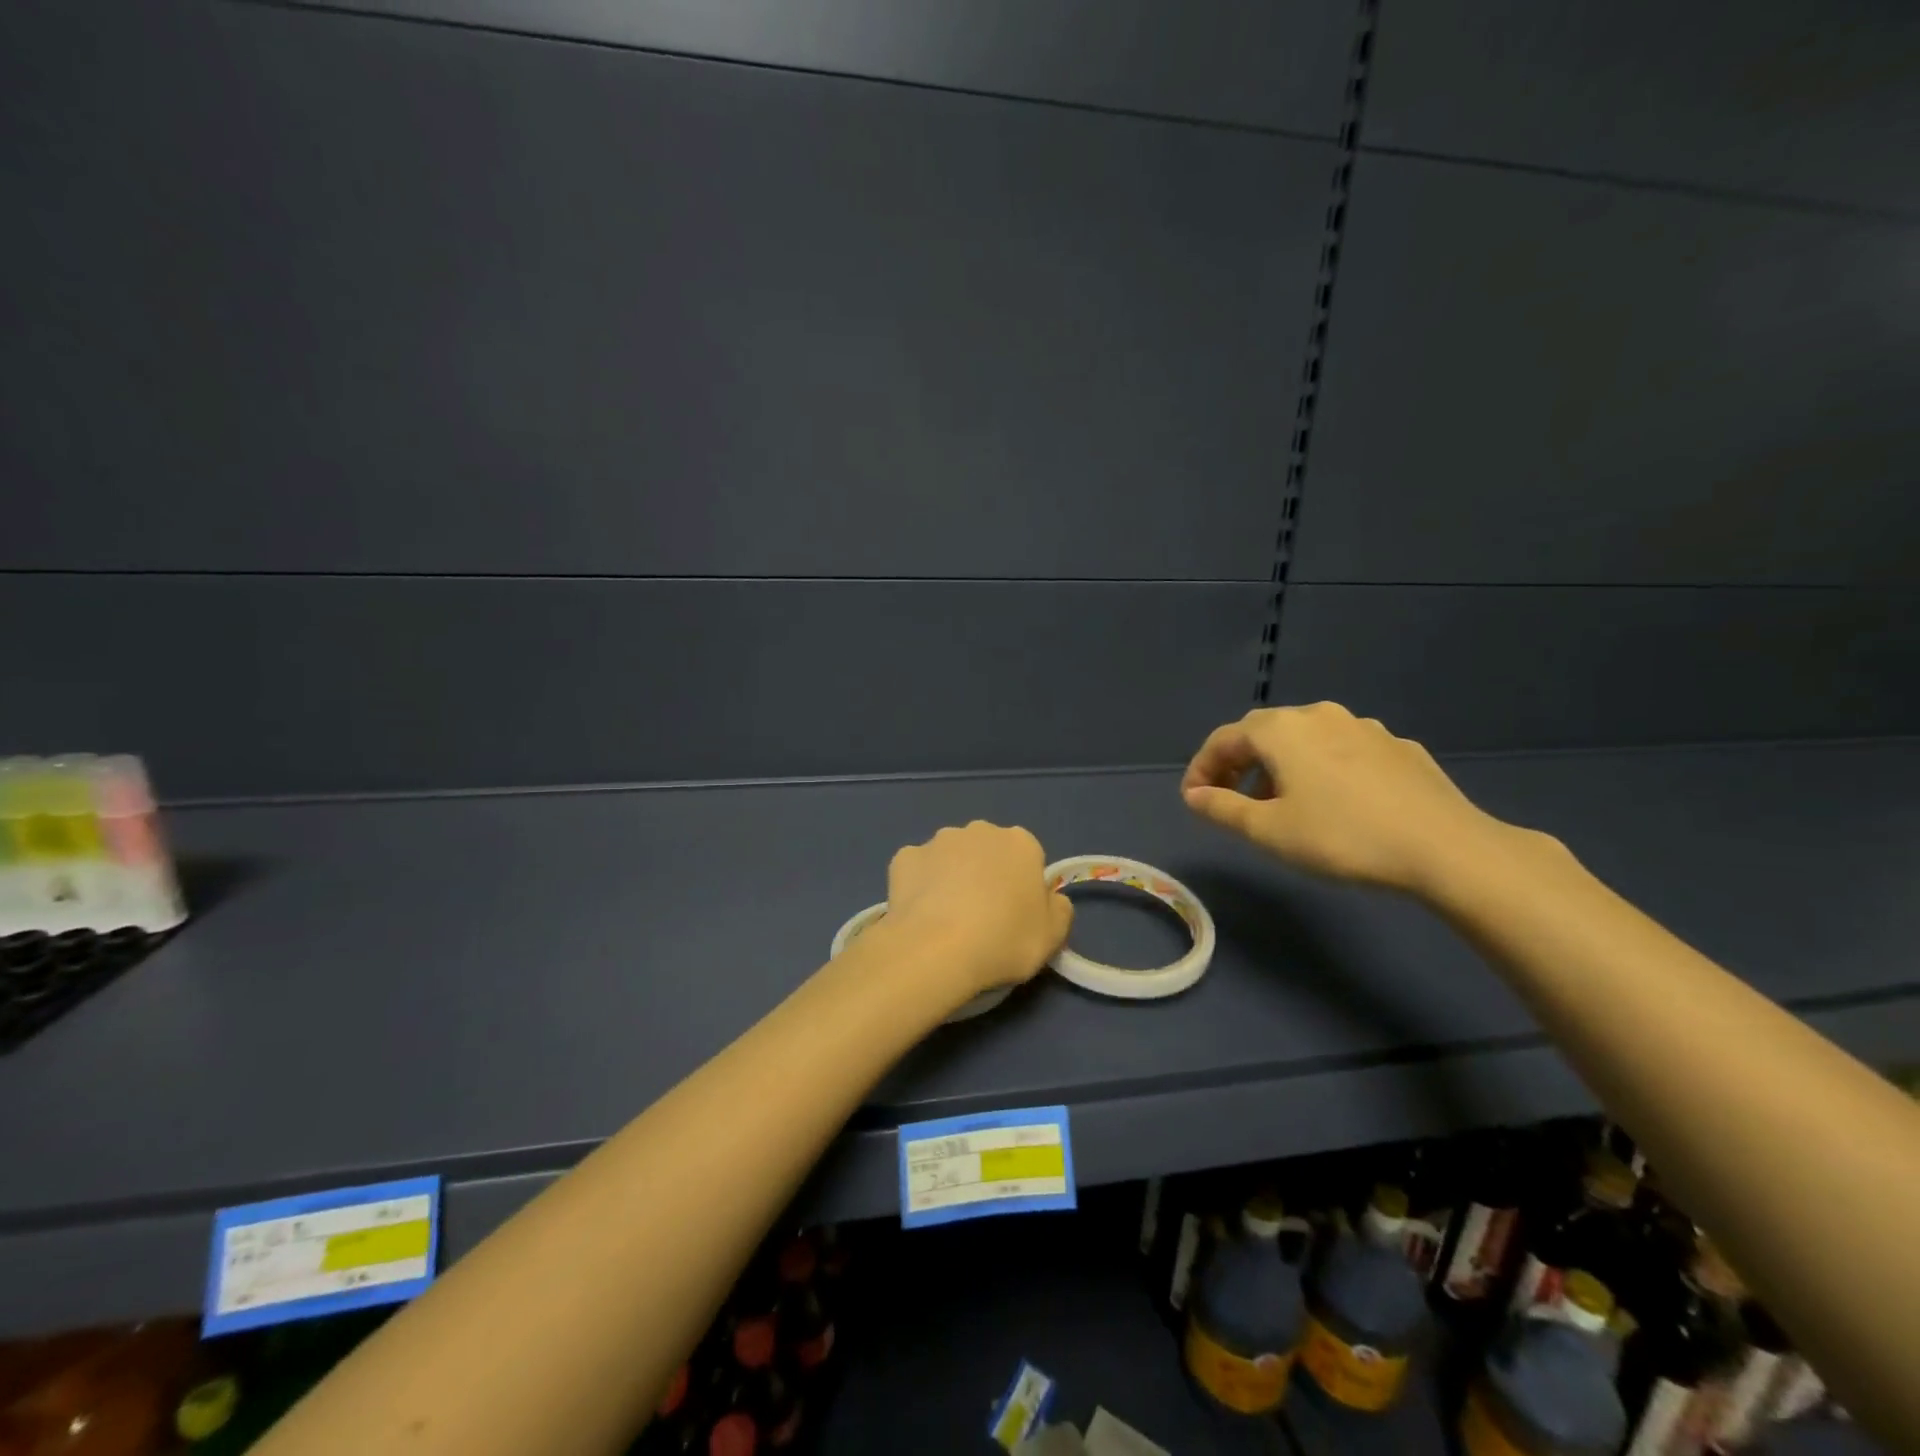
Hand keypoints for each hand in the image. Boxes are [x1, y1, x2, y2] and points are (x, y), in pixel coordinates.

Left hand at [884, 821, 1073, 995]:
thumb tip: (1051, 899)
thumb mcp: (1052, 935)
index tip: (1016, 916)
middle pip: (988, 851)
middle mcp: (979, 831)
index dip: (1023, 887)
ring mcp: (938, 841)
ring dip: (952, 877)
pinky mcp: (904, 857)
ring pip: (951, 857)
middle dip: (986, 874)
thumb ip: (1058, 909)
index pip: (1028, 858)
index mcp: (1020, 843)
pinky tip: (920, 914)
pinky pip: (918, 870)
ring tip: (947, 920)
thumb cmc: (1003, 941)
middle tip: (983, 918)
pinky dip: (920, 886)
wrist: (935, 950)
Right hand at [1180, 702, 1517, 894]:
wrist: (1445, 847)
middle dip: (1240, 764)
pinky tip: (1335, 803)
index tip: (1193, 799)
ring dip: (1281, 767)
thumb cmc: (1341, 837)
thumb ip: (1222, 809)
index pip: (1224, 739)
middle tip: (1230, 800)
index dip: (1201, 768)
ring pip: (1306, 741)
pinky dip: (1322, 770)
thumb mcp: (1268, 830)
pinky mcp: (1399, 748)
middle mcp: (1320, 716)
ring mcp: (1365, 728)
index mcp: (1282, 730)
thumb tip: (1194, 795)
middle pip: (1264, 733)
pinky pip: (1343, 752)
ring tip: (1281, 805)